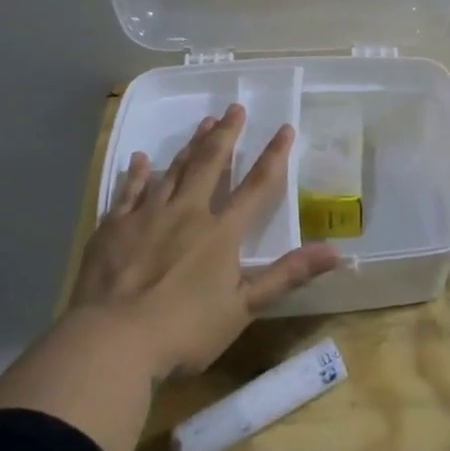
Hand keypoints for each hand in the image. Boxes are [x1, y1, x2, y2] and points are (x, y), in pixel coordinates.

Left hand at [72, 104, 345, 380]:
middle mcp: (187, 213)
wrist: (112, 342)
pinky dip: (137, 173)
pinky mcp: (113, 228)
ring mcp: (147, 216)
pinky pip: (128, 191)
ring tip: (202, 122)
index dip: (273, 156)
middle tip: (234, 108)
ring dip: (190, 145)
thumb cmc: (184, 330)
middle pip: (211, 165)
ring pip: (173, 170)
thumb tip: (338, 252)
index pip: (256, 186)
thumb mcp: (244, 308)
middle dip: (226, 135)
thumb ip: (288, 275)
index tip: (285, 128)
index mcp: (221, 232)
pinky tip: (141, 158)